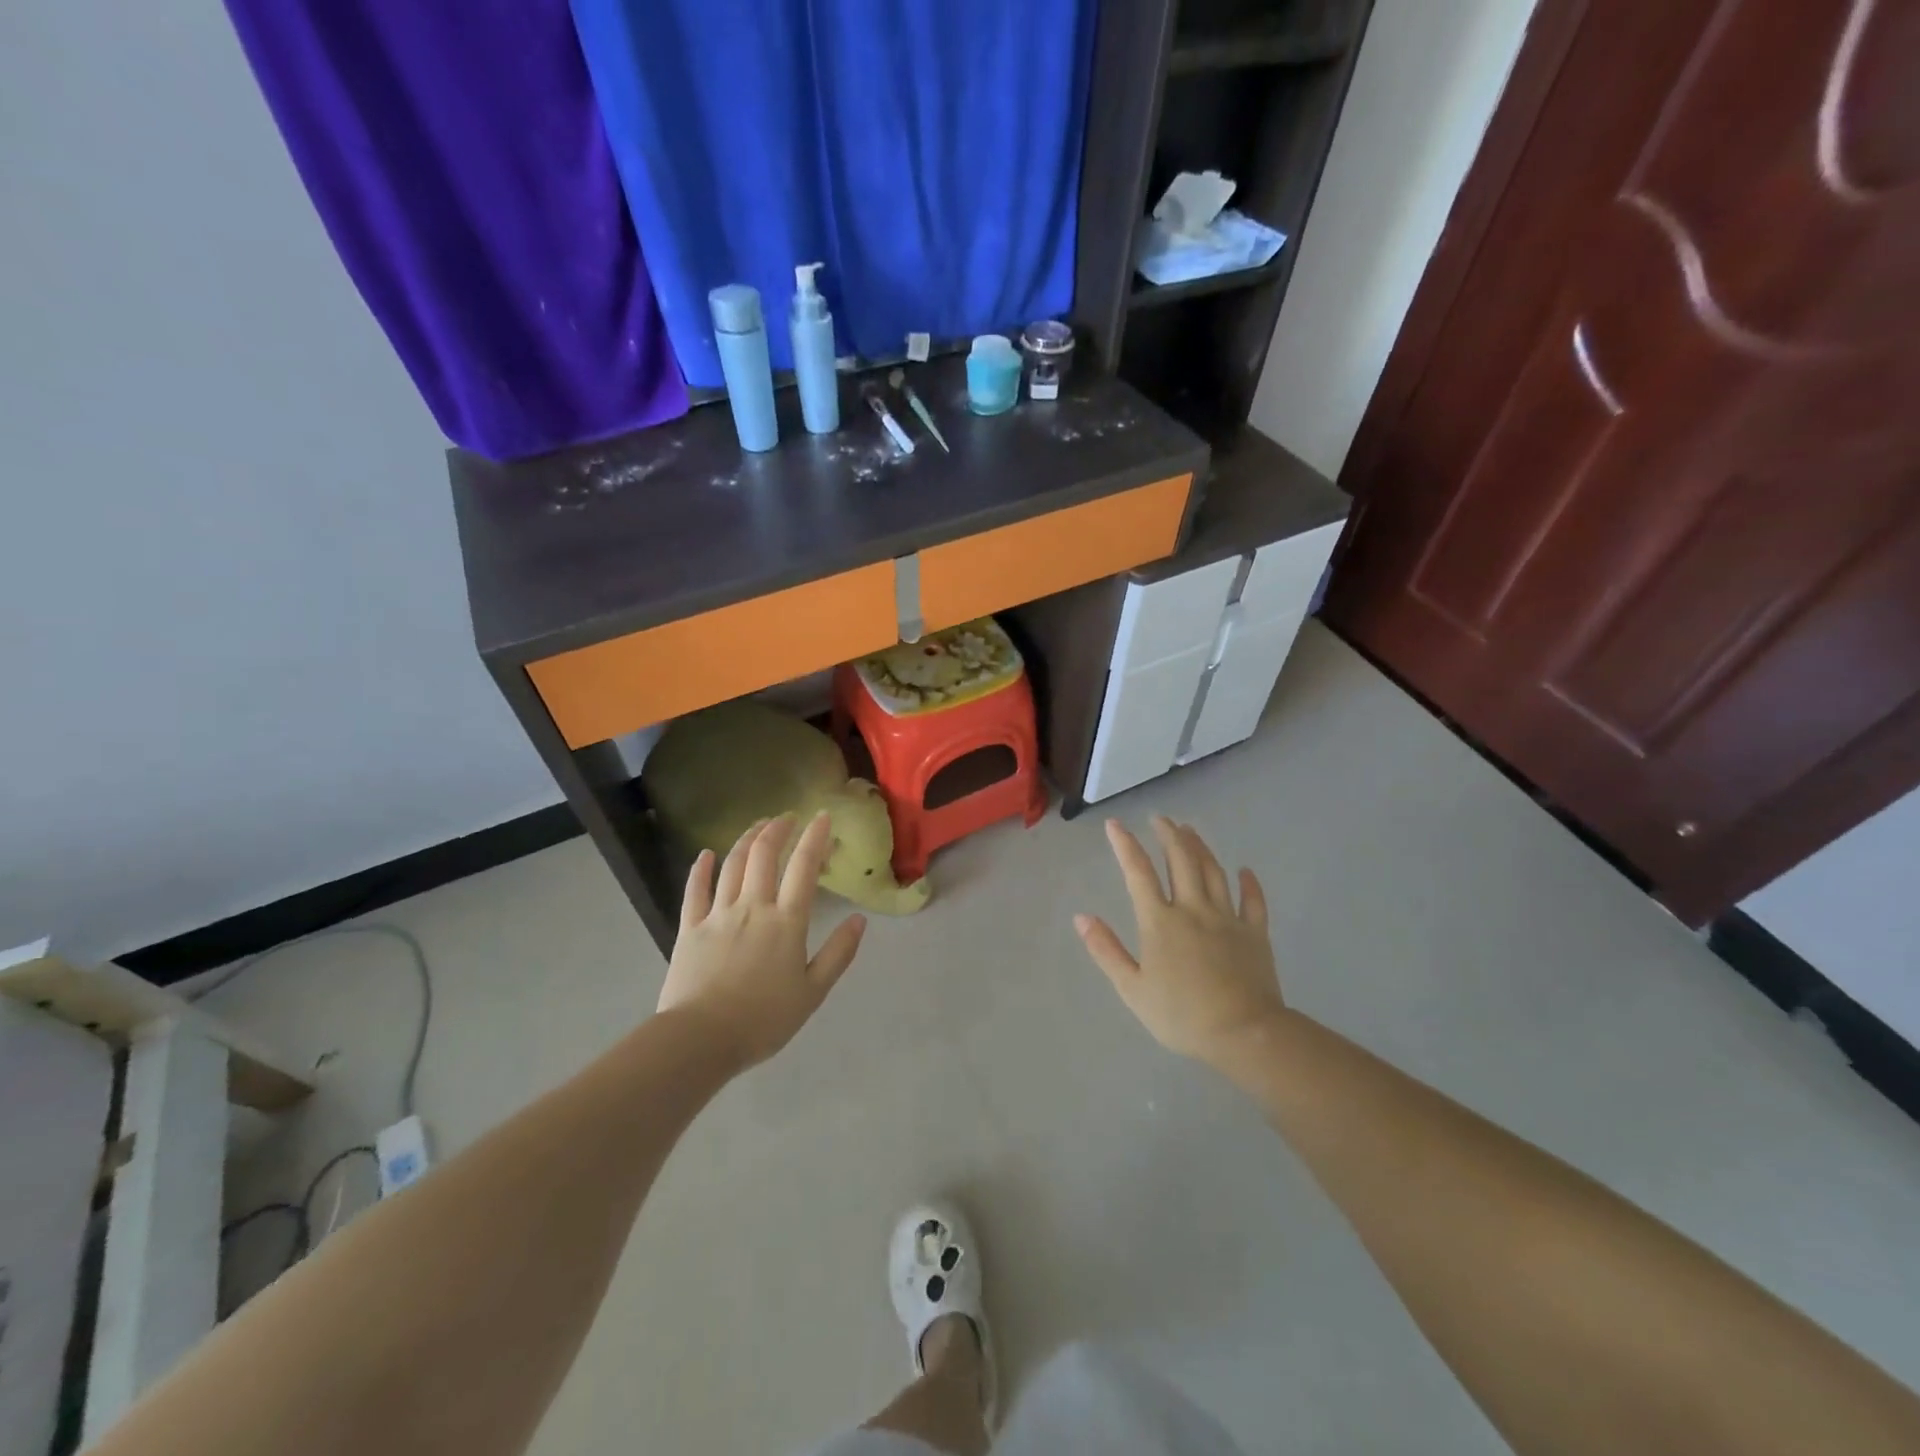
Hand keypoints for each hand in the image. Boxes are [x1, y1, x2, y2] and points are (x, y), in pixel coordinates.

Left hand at [657, 813, 866, 1070]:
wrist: (700, 1039)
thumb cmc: (763, 1020)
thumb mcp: (812, 993)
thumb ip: (838, 954)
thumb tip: (859, 920)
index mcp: (786, 922)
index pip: (803, 868)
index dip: (814, 838)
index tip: (823, 816)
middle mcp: (753, 907)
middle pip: (765, 855)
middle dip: (778, 829)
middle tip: (787, 817)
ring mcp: (718, 914)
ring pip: (733, 865)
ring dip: (747, 840)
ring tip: (758, 825)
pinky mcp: (690, 928)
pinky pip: (695, 891)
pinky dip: (701, 869)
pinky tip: (706, 854)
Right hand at [1074, 816, 1283, 1066]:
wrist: (1244, 1034)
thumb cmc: (1182, 1015)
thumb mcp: (1132, 989)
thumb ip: (1106, 950)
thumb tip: (1082, 917)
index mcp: (1160, 921)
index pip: (1138, 872)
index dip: (1125, 845)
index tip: (1114, 824)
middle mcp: (1193, 909)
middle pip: (1181, 860)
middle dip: (1168, 834)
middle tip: (1160, 818)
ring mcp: (1227, 919)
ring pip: (1213, 871)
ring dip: (1200, 847)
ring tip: (1190, 830)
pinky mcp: (1255, 934)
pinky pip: (1253, 901)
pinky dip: (1249, 883)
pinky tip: (1245, 870)